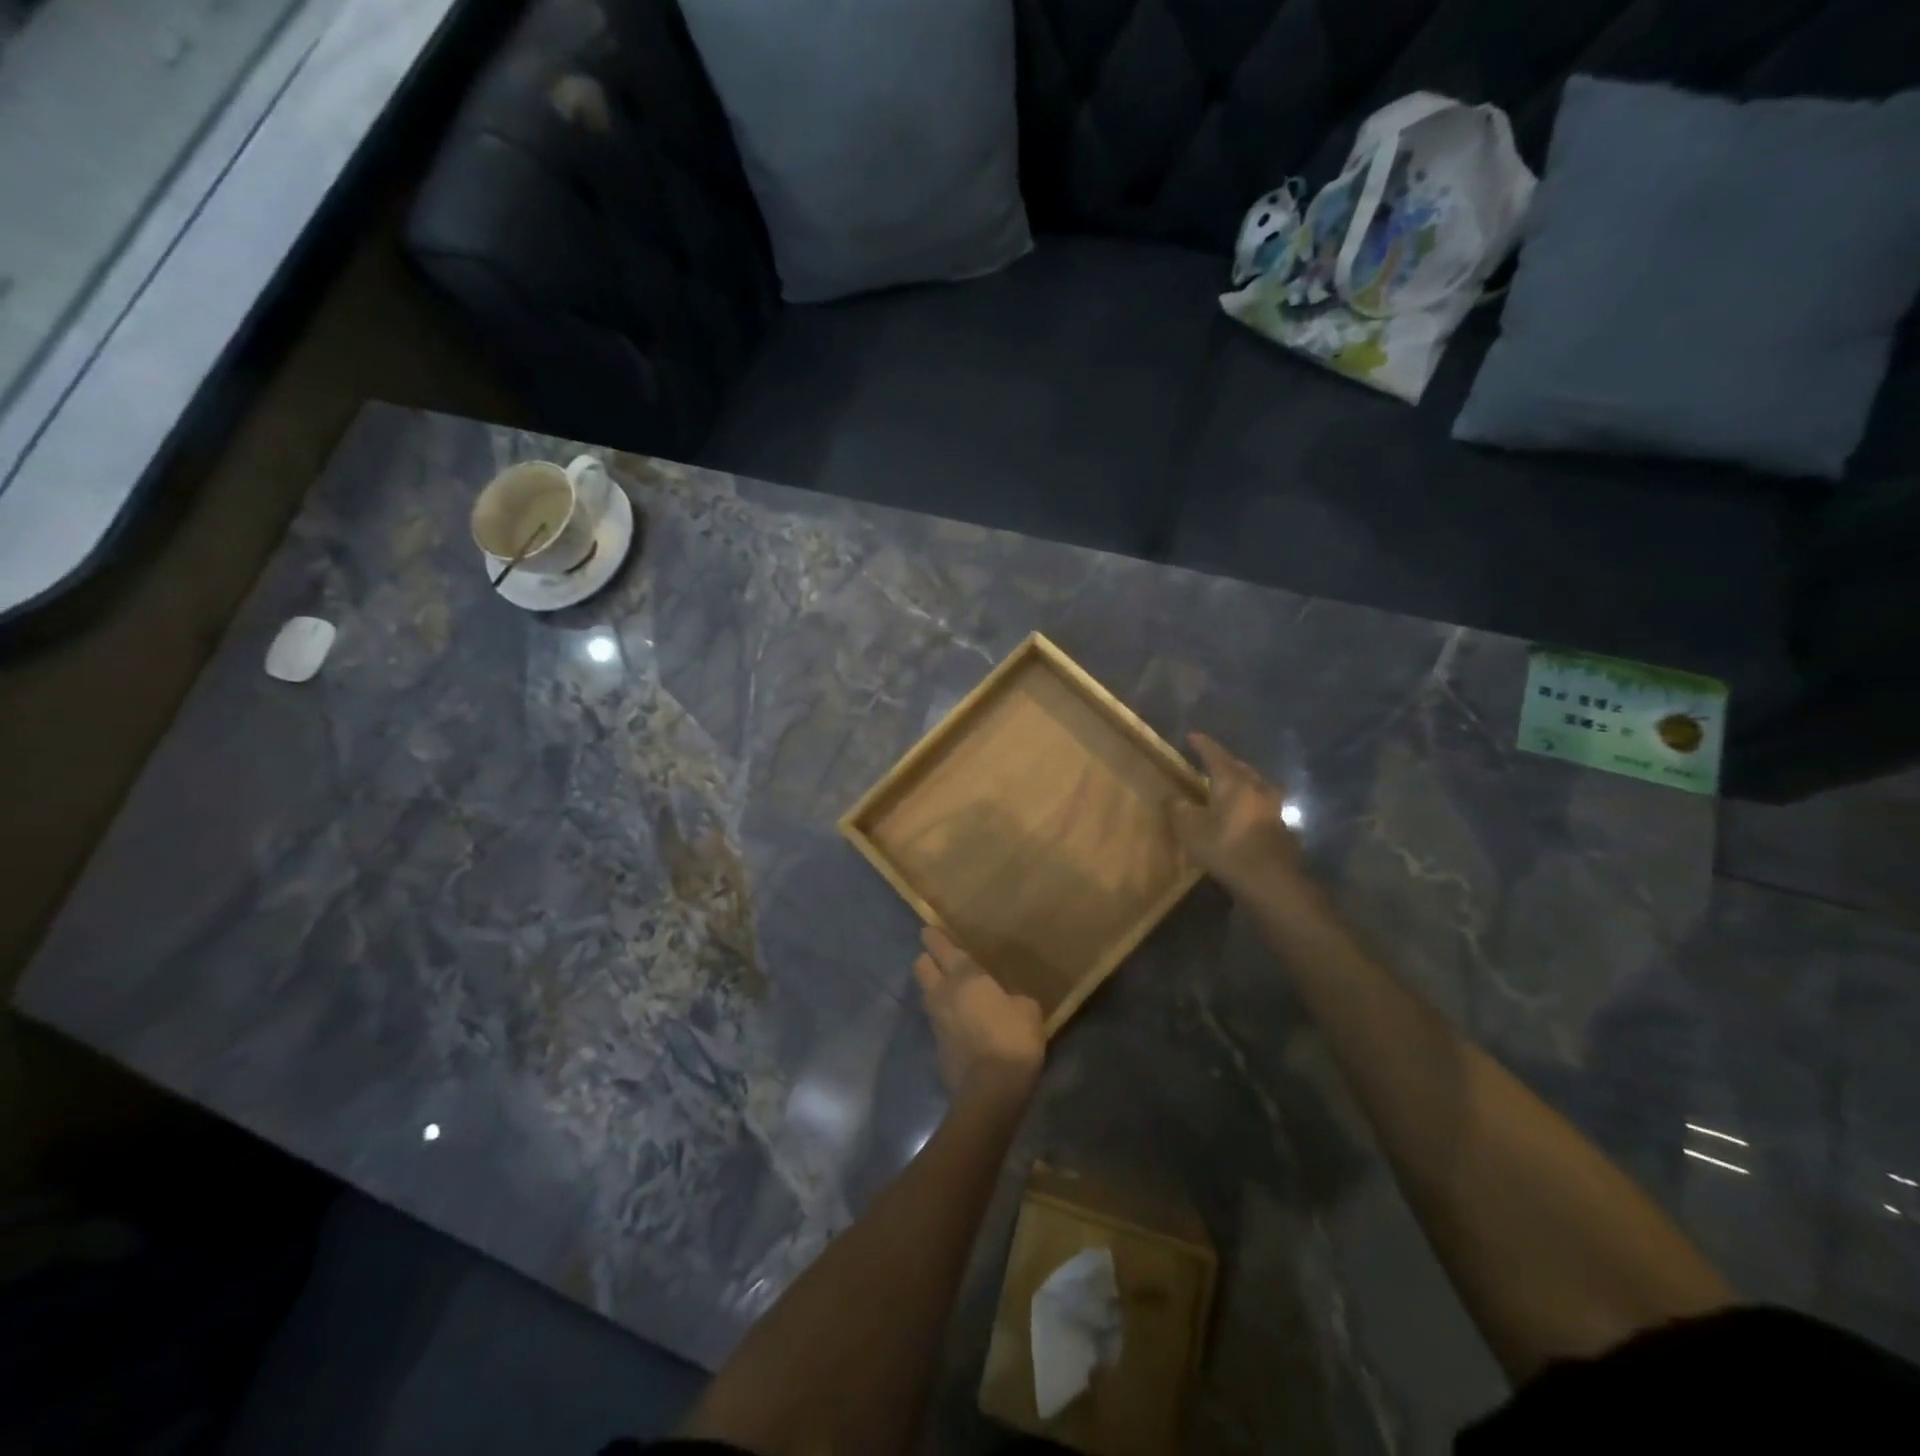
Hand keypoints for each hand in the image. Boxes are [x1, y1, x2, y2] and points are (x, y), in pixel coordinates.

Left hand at [912, 927, 1043, 1102]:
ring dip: (934, 989)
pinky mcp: (936, 1046)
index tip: (929, 930)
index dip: (934, 937)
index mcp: (965, 976)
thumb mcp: (1028, 1010)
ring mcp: (935, 1021)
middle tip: (940, 960)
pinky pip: (936, 1021)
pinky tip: (960, 1023)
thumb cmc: (1012, 1039)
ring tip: (951, 991)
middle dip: (927, 959)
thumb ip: (1014, 998)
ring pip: (926, 994)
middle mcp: (943, 993)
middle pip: (921, 966)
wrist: (990, 1091)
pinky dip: (944, 1018)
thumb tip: (1009, 1001)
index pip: (941, 947)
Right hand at [1169, 732, 1307, 898]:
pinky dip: (1250, 801)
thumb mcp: (1191, 830)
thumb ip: (1178, 810)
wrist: (1271, 879)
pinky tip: (1243, 812)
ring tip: (1229, 785)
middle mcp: (1255, 786)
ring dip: (1241, 781)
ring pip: (1254, 784)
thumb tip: (1171, 798)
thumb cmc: (1226, 848)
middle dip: (1225, 762)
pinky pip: (1261, 803)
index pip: (1215, 755)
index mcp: (1232, 781)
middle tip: (1210, 762)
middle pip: (1239, 767)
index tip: (1193, 736)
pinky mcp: (1280, 825)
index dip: (1203, 744)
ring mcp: (1272, 805)